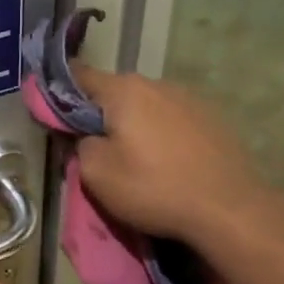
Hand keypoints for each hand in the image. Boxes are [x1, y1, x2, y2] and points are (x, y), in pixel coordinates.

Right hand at [70, 64, 276, 248]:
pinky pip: (174, 120)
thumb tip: (87, 137)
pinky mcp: (213, 118)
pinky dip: (164, 134)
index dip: (60, 92)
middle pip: (115, 92)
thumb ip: (81, 146)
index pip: (79, 75)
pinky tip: (170, 162)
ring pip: (147, 106)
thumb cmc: (155, 188)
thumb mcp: (98, 175)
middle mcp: (156, 84)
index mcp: (123, 90)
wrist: (229, 209)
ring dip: (136, 124)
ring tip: (138, 159)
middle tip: (97, 147)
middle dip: (102, 114)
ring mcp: (189, 98)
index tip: (54, 114)